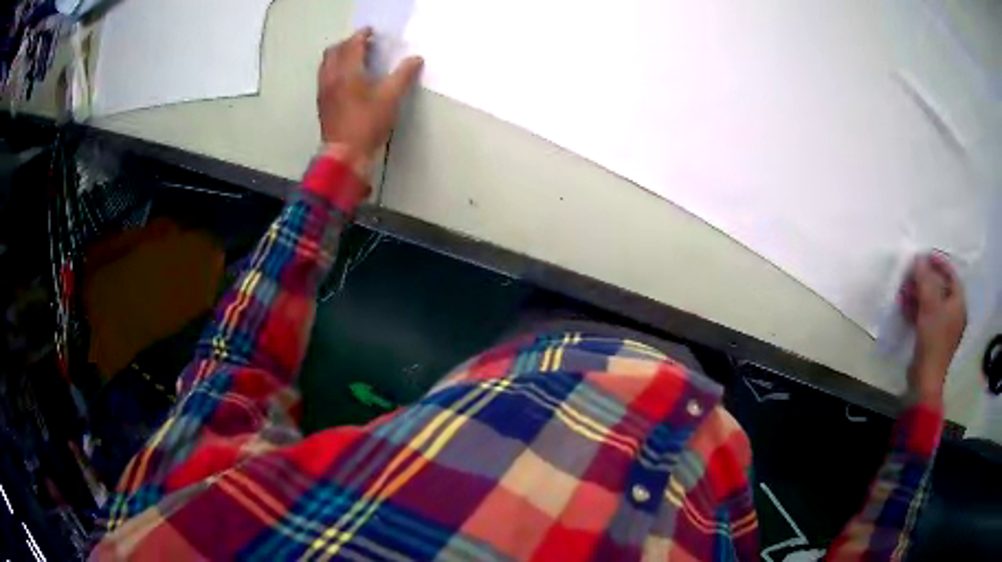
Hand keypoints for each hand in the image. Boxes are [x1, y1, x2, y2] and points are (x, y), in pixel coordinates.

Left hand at [317, 28, 422, 175]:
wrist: (344, 154)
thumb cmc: (367, 124)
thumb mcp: (391, 98)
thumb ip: (403, 75)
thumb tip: (416, 59)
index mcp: (347, 72)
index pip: (352, 44)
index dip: (362, 35)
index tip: (371, 32)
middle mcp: (331, 77)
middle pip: (334, 51)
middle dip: (348, 43)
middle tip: (363, 44)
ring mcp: (324, 90)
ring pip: (327, 64)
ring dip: (339, 55)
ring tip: (355, 59)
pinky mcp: (322, 103)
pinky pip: (325, 76)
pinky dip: (335, 69)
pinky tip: (347, 78)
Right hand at [900, 253, 966, 401]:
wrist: (926, 379)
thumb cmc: (933, 338)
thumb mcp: (929, 304)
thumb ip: (924, 278)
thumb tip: (918, 258)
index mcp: (959, 303)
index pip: (951, 274)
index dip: (938, 262)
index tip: (924, 256)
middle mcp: (954, 313)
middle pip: (940, 288)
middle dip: (924, 279)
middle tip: (910, 274)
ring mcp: (945, 327)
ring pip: (932, 302)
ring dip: (918, 294)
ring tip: (904, 290)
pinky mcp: (934, 339)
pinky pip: (927, 316)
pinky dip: (917, 308)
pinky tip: (905, 306)